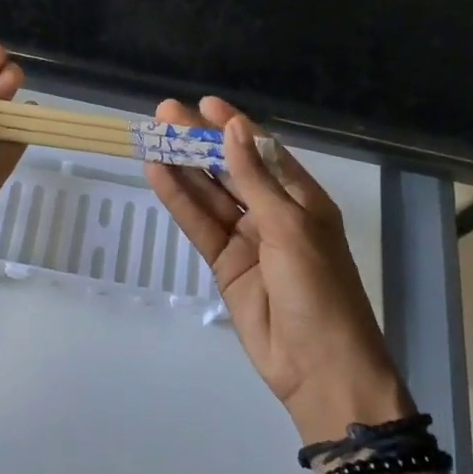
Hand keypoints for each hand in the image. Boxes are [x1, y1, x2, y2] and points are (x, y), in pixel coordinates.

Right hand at [145, 98, 410, 442]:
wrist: (320, 370)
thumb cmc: (319, 288)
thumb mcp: (289, 226)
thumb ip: (254, 178)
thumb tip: (233, 128)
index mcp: (301, 198)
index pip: (262, 151)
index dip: (233, 126)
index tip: (204, 103)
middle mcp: (273, 212)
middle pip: (230, 168)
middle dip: (200, 141)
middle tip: (165, 113)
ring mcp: (247, 239)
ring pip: (209, 194)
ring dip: (183, 166)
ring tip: (152, 136)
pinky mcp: (225, 264)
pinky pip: (199, 225)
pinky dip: (179, 200)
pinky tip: (157, 174)